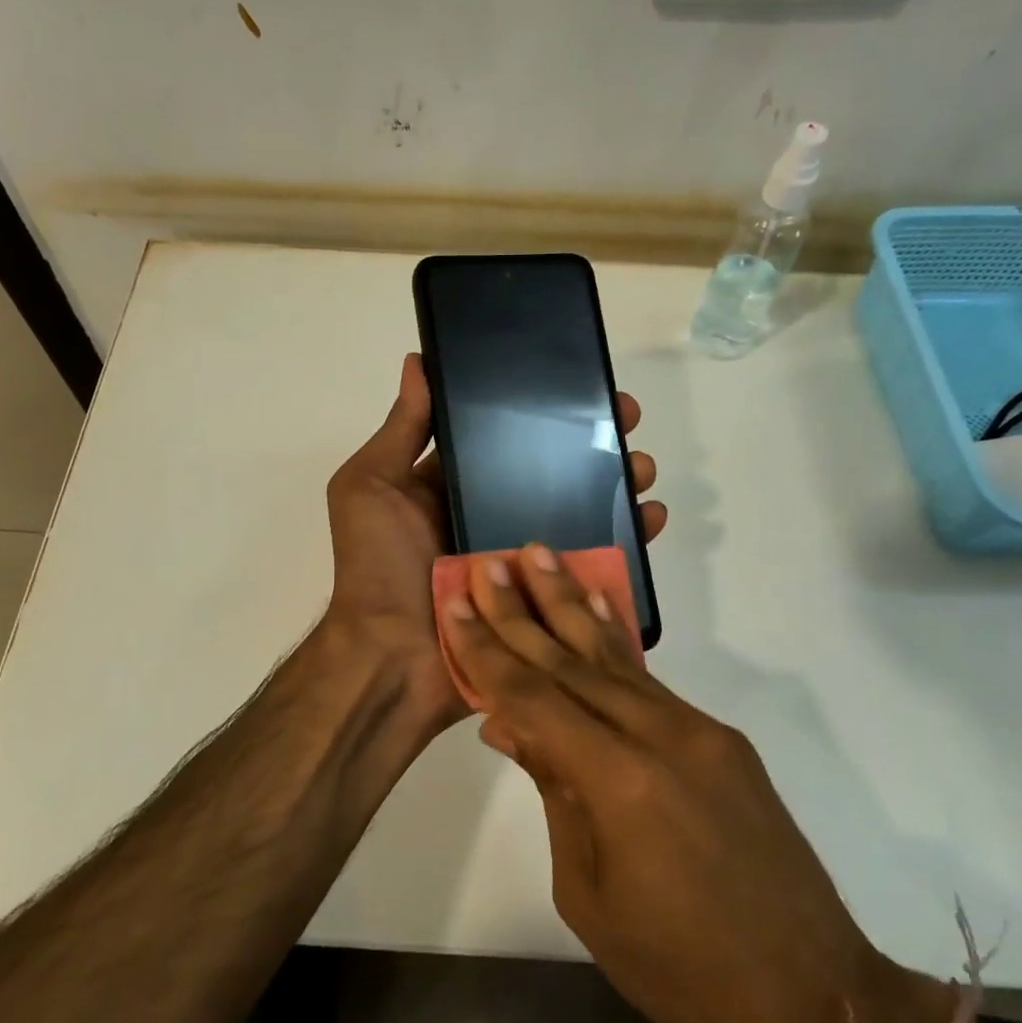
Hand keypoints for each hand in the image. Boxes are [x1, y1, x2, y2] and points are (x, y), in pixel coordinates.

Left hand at [323, 354, 666, 736]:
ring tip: (642, 469)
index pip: (504, 440)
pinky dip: (627, 542)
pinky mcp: (546, 599)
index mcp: (452, 490)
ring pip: (581, 514)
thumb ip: (400, 431)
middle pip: (552, 474)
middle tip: (626, 423)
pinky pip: (593, 565)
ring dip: (617, 487)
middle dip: (592, 445)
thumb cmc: (377, 567)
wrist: (393, 659)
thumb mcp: (370, 487)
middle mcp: (490, 519)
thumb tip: (419, 362)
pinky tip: (651, 518)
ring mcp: (522, 560)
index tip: (579, 388)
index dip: (540, 414)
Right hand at [438, 548, 935, 1022]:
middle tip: (490, 562)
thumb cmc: (680, 969)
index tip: (457, 604)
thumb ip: (554, 792)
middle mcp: (660, 735)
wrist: (812, 998)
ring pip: (616, 658)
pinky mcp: (722, 739)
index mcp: (619, 781)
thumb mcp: (588, 892)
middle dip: (523, 611)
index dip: (489, 650)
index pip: (534, 697)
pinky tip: (596, 610)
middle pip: (572, 662)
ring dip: (572, 605)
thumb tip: (512, 726)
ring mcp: (699, 731)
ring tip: (541, 557)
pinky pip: (651, 683)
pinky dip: (616, 643)